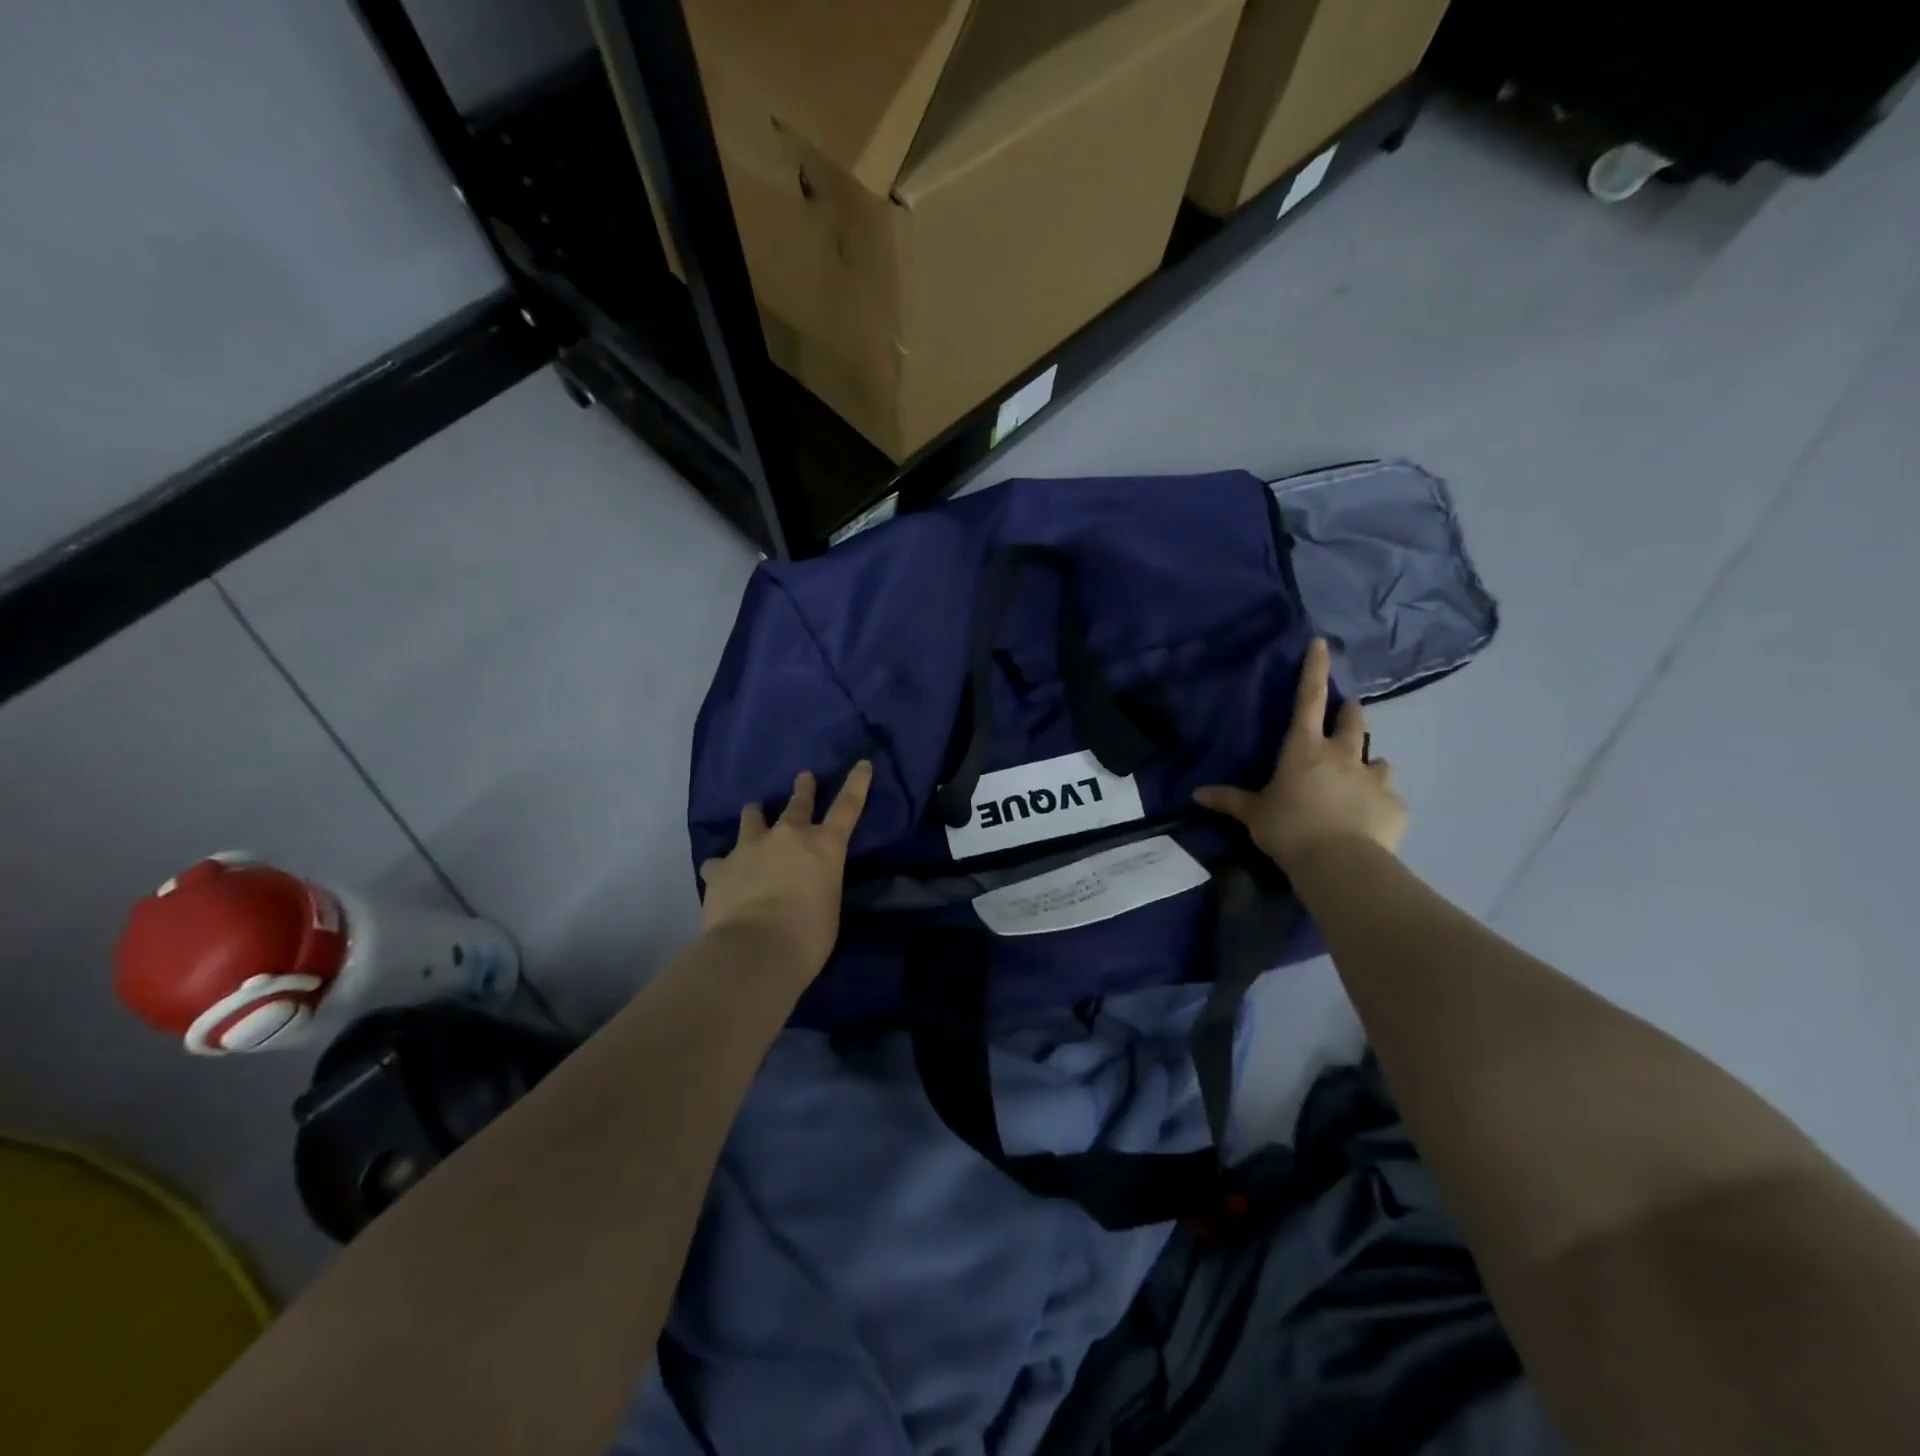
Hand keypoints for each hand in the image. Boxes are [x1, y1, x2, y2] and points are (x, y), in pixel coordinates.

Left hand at [699, 762, 872, 980]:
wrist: (754, 950)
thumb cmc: (808, 936)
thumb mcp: (828, 907)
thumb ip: (819, 887)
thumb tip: (805, 887)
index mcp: (825, 846)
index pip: (848, 807)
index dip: (857, 783)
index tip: (862, 763)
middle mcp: (788, 836)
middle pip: (798, 803)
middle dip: (803, 789)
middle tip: (803, 777)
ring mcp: (751, 847)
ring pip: (752, 819)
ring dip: (755, 817)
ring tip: (753, 813)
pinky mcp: (721, 867)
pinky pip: (720, 861)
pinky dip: (724, 866)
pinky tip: (721, 875)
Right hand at [1195, 639, 1405, 870]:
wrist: (1339, 864)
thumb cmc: (1289, 829)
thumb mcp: (1253, 814)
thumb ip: (1229, 800)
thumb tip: (1197, 794)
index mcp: (1304, 749)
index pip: (1308, 699)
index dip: (1314, 669)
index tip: (1322, 643)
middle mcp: (1343, 755)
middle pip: (1353, 721)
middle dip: (1350, 712)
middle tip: (1346, 714)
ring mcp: (1374, 779)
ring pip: (1379, 759)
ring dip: (1369, 763)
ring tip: (1361, 778)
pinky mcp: (1395, 806)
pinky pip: (1389, 798)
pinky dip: (1379, 803)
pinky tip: (1371, 819)